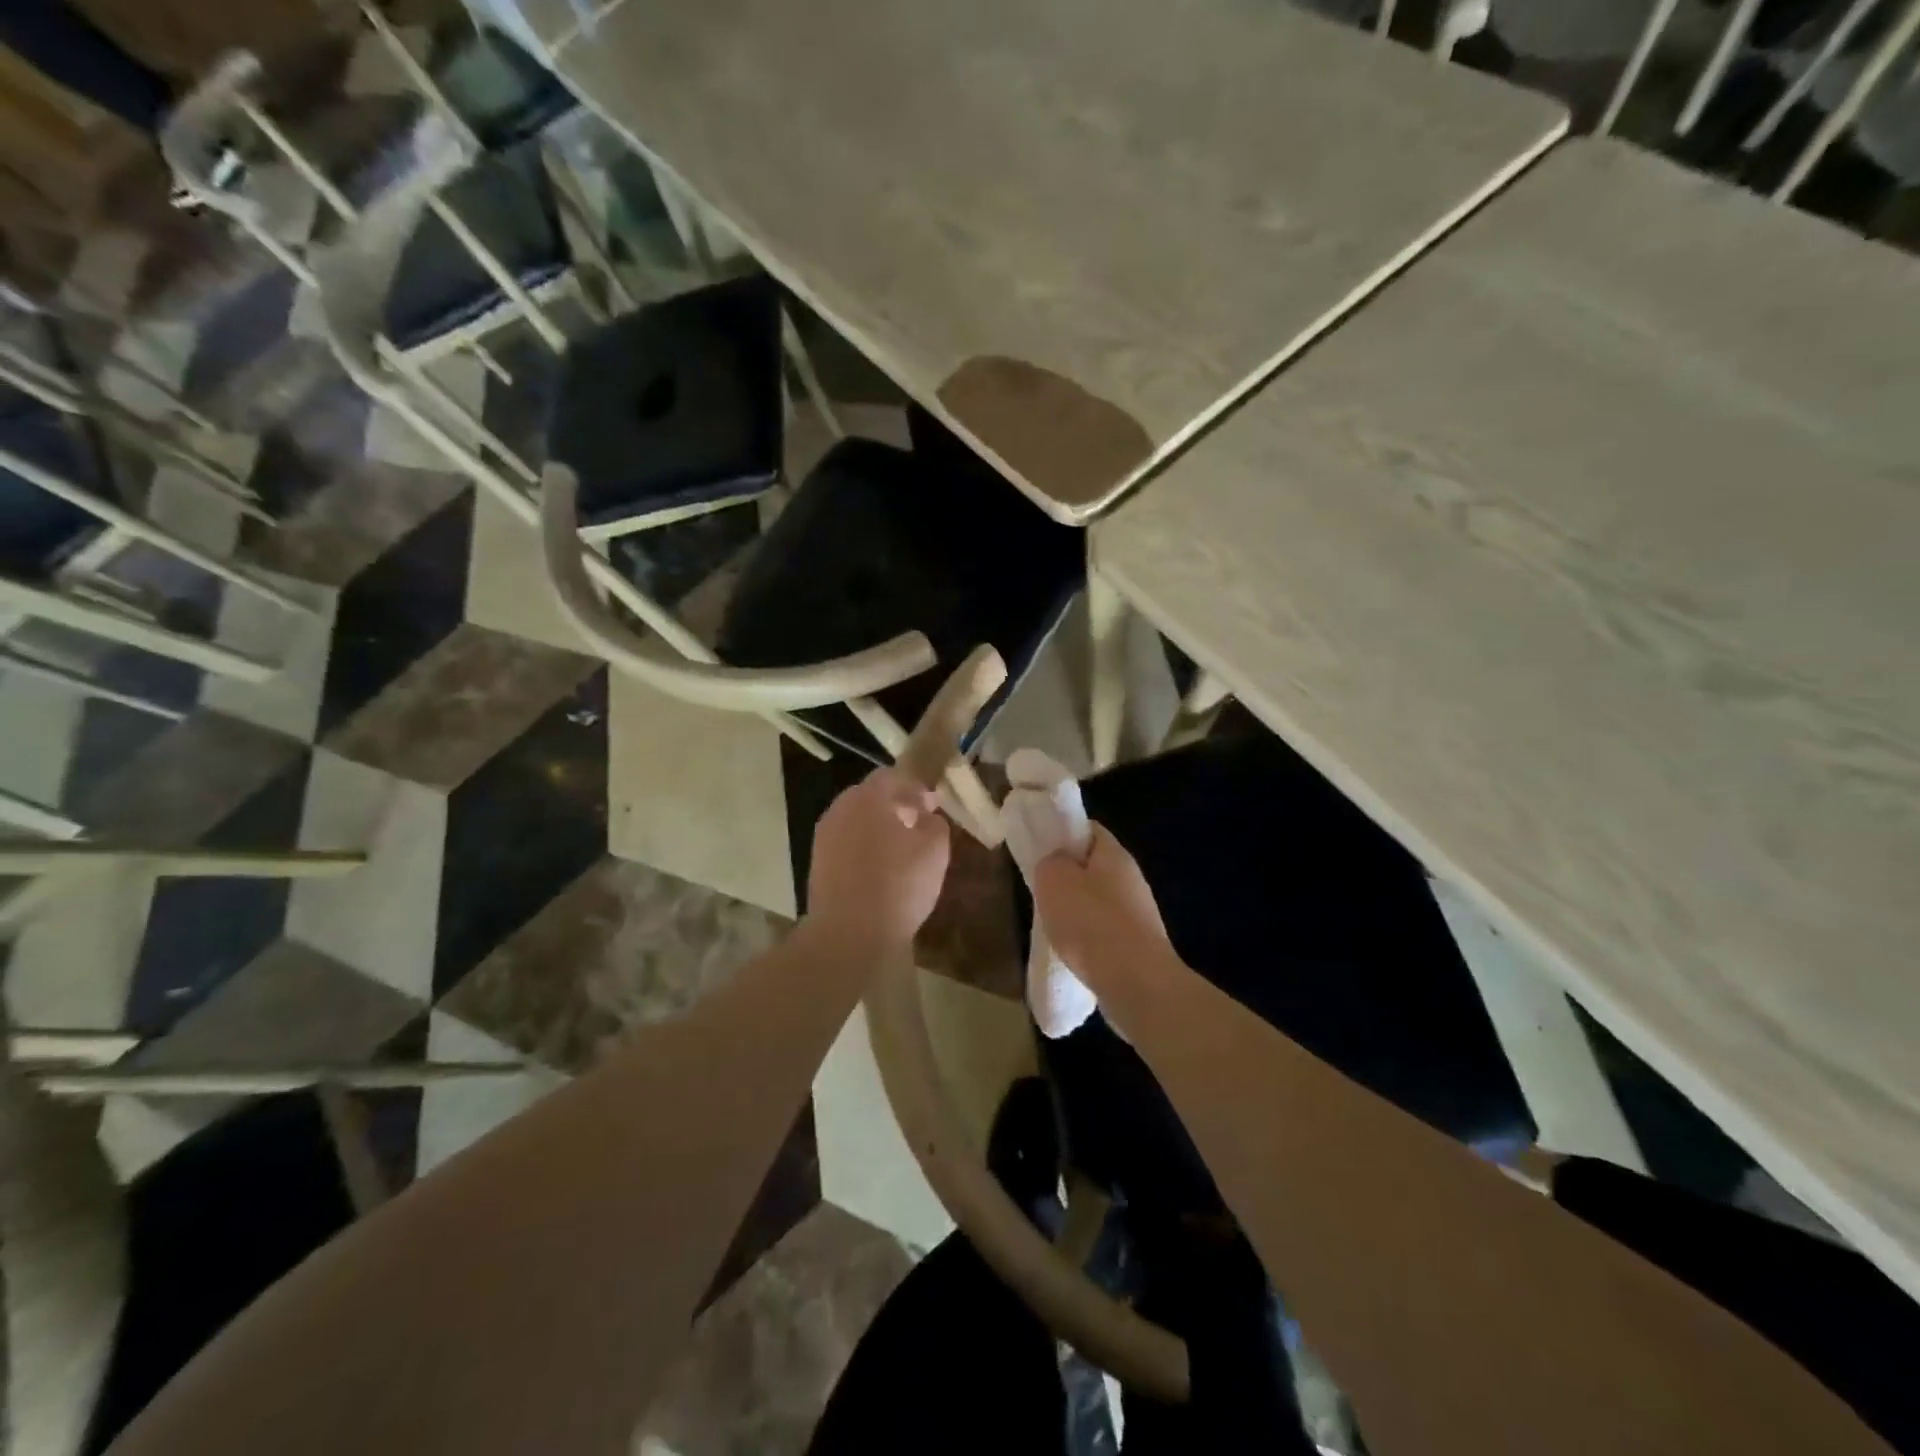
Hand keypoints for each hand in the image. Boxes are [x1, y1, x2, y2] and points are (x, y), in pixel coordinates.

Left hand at [806, 769, 951, 959]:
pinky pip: (846, 846)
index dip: (915, 787)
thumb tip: (927, 816)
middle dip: (895, 806)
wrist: (848, 934)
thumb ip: (935, 823)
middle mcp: (840, 809)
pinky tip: (880, 871)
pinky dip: (864, 850)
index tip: (932, 804)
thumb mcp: (935, 850)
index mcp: (867, 797)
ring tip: (901, 851)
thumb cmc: (898, 885)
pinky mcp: (817, 865)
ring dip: (878, 828)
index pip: (892, 776)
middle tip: (918, 824)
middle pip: (870, 797)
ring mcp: (824, 838)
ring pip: (856, 822)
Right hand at [1032, 825, 1175, 997]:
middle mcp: (1132, 878)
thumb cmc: (1091, 923)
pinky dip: (1088, 939)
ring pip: (1098, 901)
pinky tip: (1073, 954)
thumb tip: (1056, 863)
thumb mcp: (1053, 880)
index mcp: (1114, 854)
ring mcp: (1139, 913)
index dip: (1063, 833)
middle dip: (1067, 877)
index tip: (1040, 850)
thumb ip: (1050, 862)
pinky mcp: (1139, 945)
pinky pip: (1106, 932)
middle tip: (1041, 890)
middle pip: (1093, 867)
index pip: (1088, 829)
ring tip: (1053, 926)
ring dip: (1076, 911)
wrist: (1136, 983)